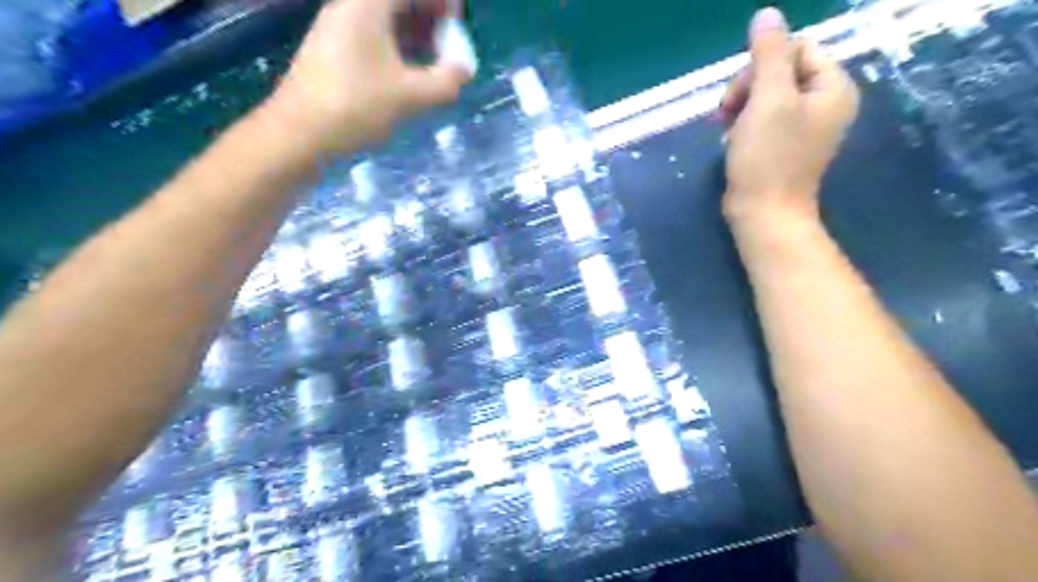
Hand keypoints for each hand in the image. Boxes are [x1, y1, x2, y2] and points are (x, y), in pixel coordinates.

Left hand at [265, 0, 472, 155]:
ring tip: (434, 64)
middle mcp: (349, 8)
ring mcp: (338, 30)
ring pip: (384, 20)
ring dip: (413, 35)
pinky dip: (396, 49)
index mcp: (367, 5)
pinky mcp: (332, 53)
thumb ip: (445, 82)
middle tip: (448, 45)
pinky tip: (408, 76)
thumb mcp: (410, 97)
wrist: (298, 134)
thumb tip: (464, 71)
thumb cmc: (355, 107)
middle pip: (396, 1)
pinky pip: (373, 38)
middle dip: (428, 17)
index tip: (457, 23)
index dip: (439, 2)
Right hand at [724, 9, 859, 224]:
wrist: (763, 213)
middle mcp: (825, 103)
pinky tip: (733, 140)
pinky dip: (745, 124)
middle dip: (748, 88)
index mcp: (833, 87)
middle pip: (781, 71)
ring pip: (767, 95)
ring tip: (728, 130)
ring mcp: (805, 126)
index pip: (796, 49)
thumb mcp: (768, 99)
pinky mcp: (785, 145)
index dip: (761, 66)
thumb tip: (767, 13)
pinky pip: (764, 118)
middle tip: (726, 114)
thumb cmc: (768, 158)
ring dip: (742, 107)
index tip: (739, 95)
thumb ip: (769, 53)